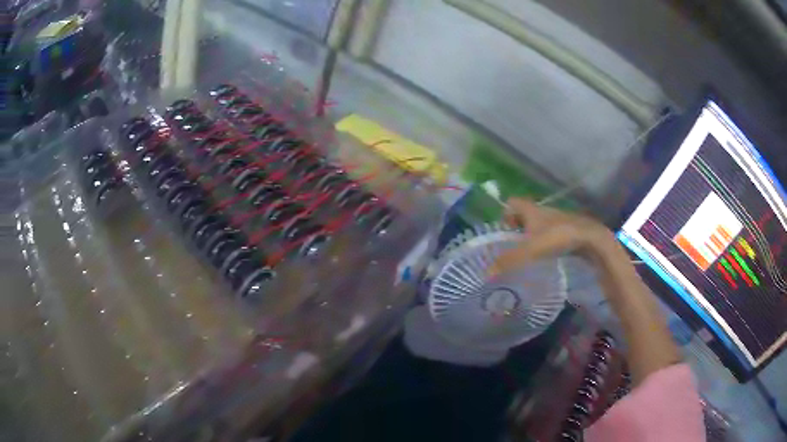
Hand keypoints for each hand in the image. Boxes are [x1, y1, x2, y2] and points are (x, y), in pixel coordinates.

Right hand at [494, 198, 617, 273]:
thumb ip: (509, 260)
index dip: (504, 213)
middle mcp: (542, 211)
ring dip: (530, 234)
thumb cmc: (557, 237)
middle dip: (516, 226)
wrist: (589, 237)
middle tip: (510, 244)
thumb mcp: (530, 249)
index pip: (512, 203)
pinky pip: (549, 232)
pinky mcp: (566, 229)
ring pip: (537, 223)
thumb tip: (486, 273)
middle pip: (524, 214)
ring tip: (525, 253)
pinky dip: (543, 240)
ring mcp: (555, 219)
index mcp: (531, 210)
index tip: (501, 230)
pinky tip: (543, 255)